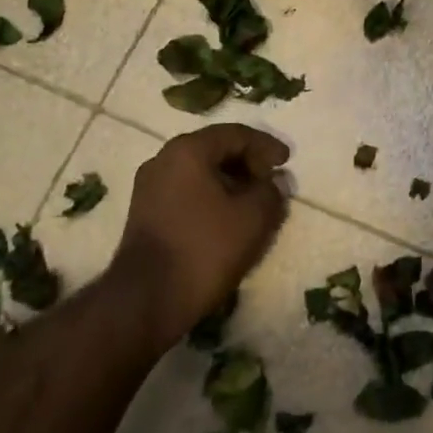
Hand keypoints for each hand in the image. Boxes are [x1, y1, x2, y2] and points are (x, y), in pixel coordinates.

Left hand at [108, 125, 290, 355]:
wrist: (148, 298)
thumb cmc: (205, 248)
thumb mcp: (252, 218)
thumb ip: (271, 191)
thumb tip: (275, 182)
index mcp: (187, 151)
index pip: (235, 134)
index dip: (266, 145)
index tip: (286, 161)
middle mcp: (163, 160)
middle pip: (214, 150)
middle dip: (248, 163)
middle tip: (272, 181)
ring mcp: (150, 188)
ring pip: (200, 173)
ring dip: (231, 182)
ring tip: (256, 202)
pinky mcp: (146, 214)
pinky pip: (187, 192)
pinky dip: (212, 197)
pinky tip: (230, 219)